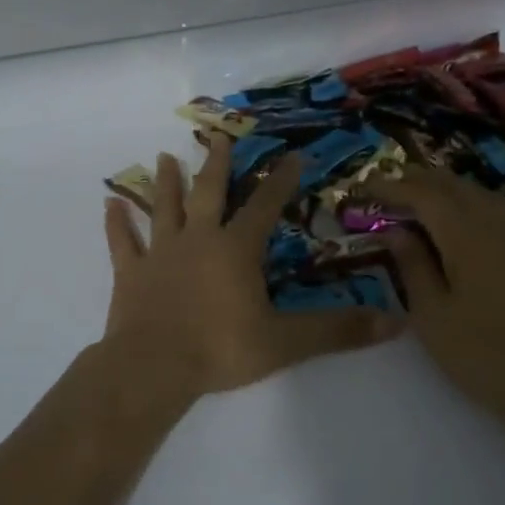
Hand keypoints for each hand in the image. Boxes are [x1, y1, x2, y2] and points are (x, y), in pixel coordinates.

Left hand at [98, 136, 401, 402]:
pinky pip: (122, 242)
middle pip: (208, 193)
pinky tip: (109, 204)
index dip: (279, 182)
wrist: (153, 367)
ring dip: (165, 183)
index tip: (291, 156)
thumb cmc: (220, 349)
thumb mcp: (285, 342)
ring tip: (163, 157)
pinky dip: (116, 224)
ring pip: (163, 208)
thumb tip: (394, 321)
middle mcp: (197, 240)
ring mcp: (160, 253)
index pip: (263, 207)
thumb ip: (336, 330)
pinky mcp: (130, 273)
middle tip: (217, 137)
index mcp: (234, 250)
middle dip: (216, 165)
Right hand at [362, 167, 504, 432]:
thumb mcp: (432, 314)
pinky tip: (456, 220)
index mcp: (466, 234)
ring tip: (415, 198)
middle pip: (451, 184)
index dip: (390, 187)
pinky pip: (493, 207)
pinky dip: (465, 201)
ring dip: (442, 188)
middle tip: (384, 189)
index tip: (363, 186)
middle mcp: (494, 223)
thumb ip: (412, 265)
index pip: (422, 194)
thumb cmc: (484, 354)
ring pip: (475, 192)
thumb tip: (395, 230)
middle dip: (415, 180)